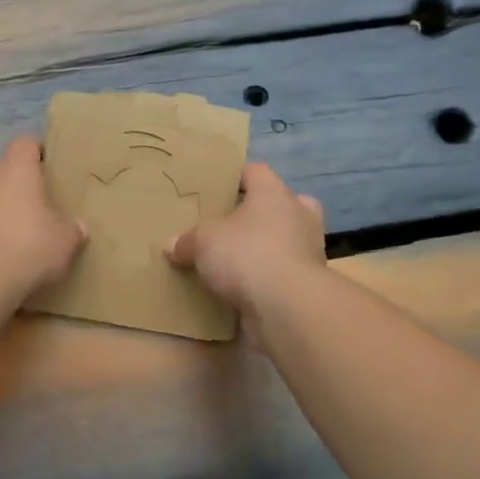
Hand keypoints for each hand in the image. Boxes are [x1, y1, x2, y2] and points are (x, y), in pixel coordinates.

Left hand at [0, 135, 86, 301]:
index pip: (26, 143)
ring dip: (0, 208)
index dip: (38, 151)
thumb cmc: (28, 248)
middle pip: (5, 170)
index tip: (51, 167)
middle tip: (39, 207)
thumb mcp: (65, 242)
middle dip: (20, 185)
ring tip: (17, 233)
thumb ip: (73, 230)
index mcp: (16, 169)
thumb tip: (78, 227)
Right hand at [167, 162, 324, 342]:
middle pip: (279, 204)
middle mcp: (298, 215)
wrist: (287, 307)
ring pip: (286, 239)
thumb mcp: (203, 243)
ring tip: (235, 259)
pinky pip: (284, 272)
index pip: (255, 171)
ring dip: (266, 247)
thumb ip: (187, 241)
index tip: (215, 189)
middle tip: (231, 224)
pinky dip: (268, 278)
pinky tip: (242, 289)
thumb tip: (171, 246)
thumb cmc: (246, 255)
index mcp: (274, 194)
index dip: (235, 177)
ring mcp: (308, 250)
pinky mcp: (308, 283)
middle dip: (258, 213)